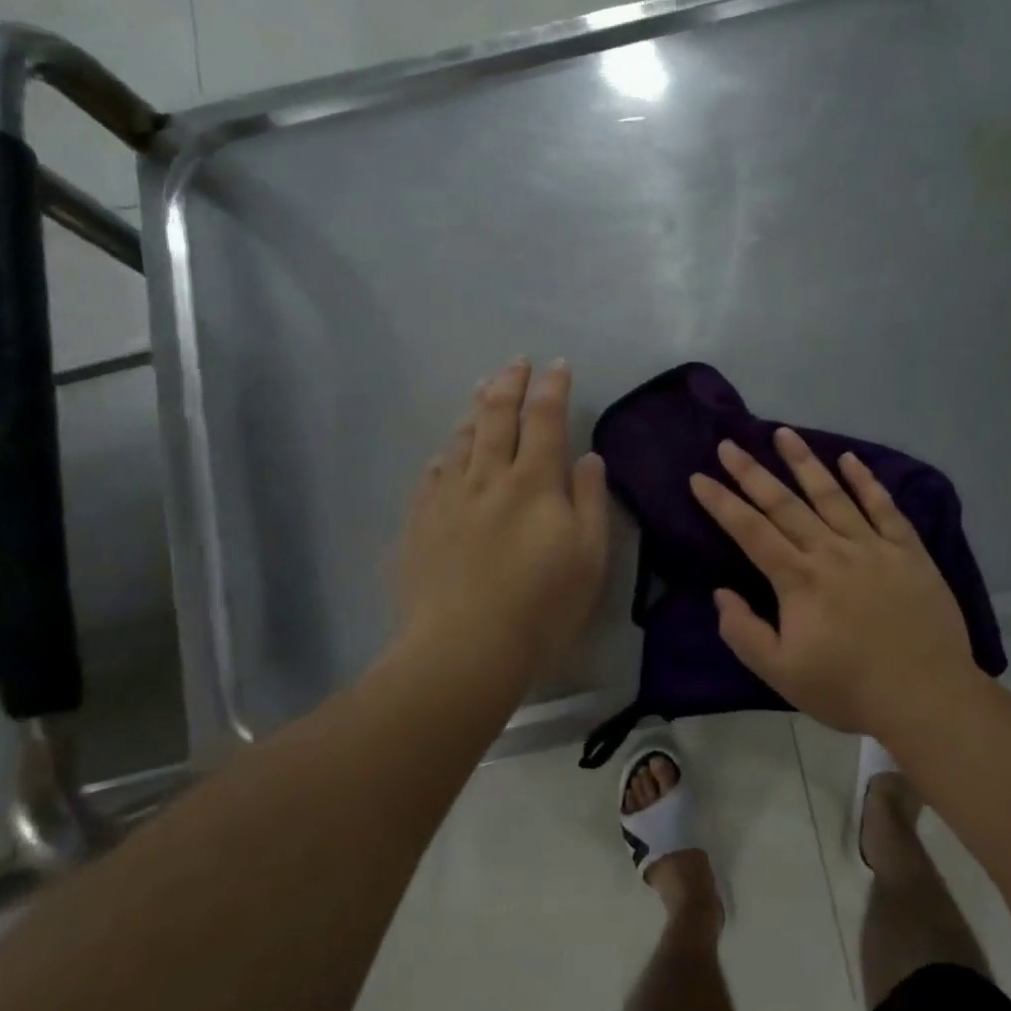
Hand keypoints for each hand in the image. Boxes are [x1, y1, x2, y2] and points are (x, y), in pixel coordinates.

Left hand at [395, 358, 609, 686]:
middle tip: (515, 361)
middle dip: (510, 384)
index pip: (545, 419)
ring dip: (476, 409)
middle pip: (498, 417)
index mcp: (534, 482)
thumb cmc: (541, 606)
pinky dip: (444, 454)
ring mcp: (448, 498)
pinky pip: (431, 475)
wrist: (463, 649)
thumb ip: (589, 501)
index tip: (557, 365)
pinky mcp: (420, 523)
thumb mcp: (589, 557)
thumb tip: (587, 457)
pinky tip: (445, 450)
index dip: (552, 388)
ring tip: (482, 388)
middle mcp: (488, 477)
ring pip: (462, 440)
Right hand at [689, 429, 983, 739]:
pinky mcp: (907, 551)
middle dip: (752, 472)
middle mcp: (831, 551)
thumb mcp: (780, 674)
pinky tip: (850, 459)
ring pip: (831, 494)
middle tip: (730, 443)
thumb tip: (720, 593)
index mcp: (798, 579)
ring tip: (783, 433)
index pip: (750, 531)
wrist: (926, 696)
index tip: (699, 477)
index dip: (721, 503)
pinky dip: (866, 481)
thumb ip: (743, 632)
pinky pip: (884, 507)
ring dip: (804, 462)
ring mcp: (872, 546)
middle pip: (784, 503)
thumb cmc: (847, 688)